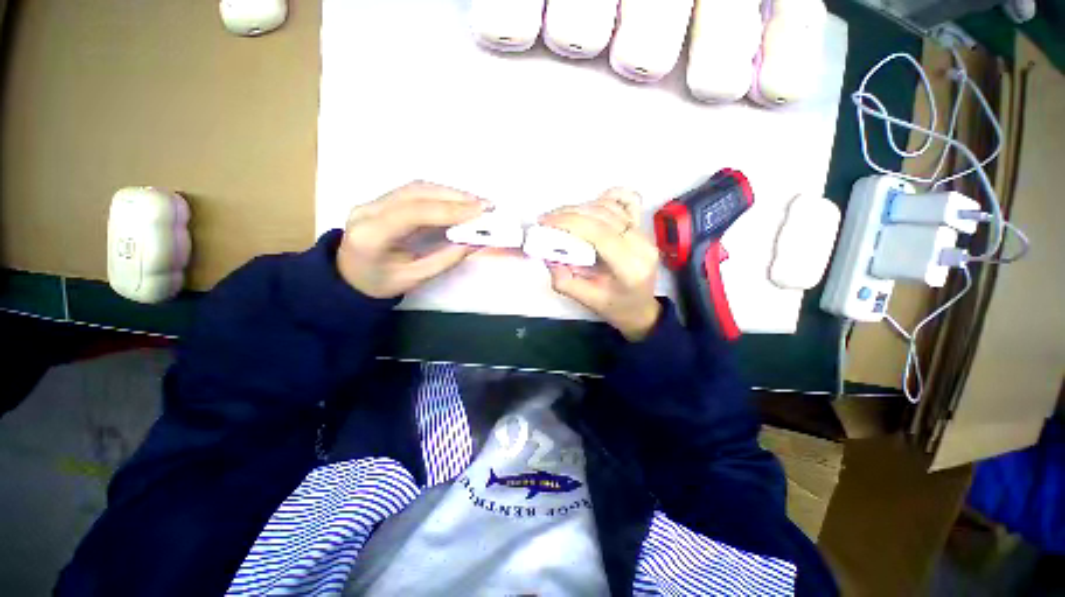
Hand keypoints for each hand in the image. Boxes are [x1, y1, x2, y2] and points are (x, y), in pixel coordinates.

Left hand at [337, 181, 487, 298]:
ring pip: (417, 187)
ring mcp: (372, 201)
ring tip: (477, 203)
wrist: (348, 278)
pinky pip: (415, 191)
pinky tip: (459, 201)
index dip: (450, 209)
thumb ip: (445, 259)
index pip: (414, 212)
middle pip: (416, 192)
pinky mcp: (381, 200)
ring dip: (450, 193)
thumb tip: (474, 242)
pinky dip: (441, 195)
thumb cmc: (380, 284)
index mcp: (371, 235)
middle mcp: (368, 210)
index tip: (480, 211)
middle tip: (485, 204)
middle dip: (455, 196)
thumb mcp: (415, 279)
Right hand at [541, 189, 661, 341]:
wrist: (640, 308)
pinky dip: (607, 197)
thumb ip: (564, 280)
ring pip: (610, 206)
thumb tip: (547, 254)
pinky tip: (591, 207)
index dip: (569, 222)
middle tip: (546, 221)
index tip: (545, 223)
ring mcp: (645, 233)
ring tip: (562, 218)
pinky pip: (628, 200)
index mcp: (630, 267)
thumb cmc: (615, 307)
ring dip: (581, 208)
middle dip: (569, 213)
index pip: (599, 233)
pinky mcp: (642, 227)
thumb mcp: (586, 300)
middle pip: (603, 216)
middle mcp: (641, 245)